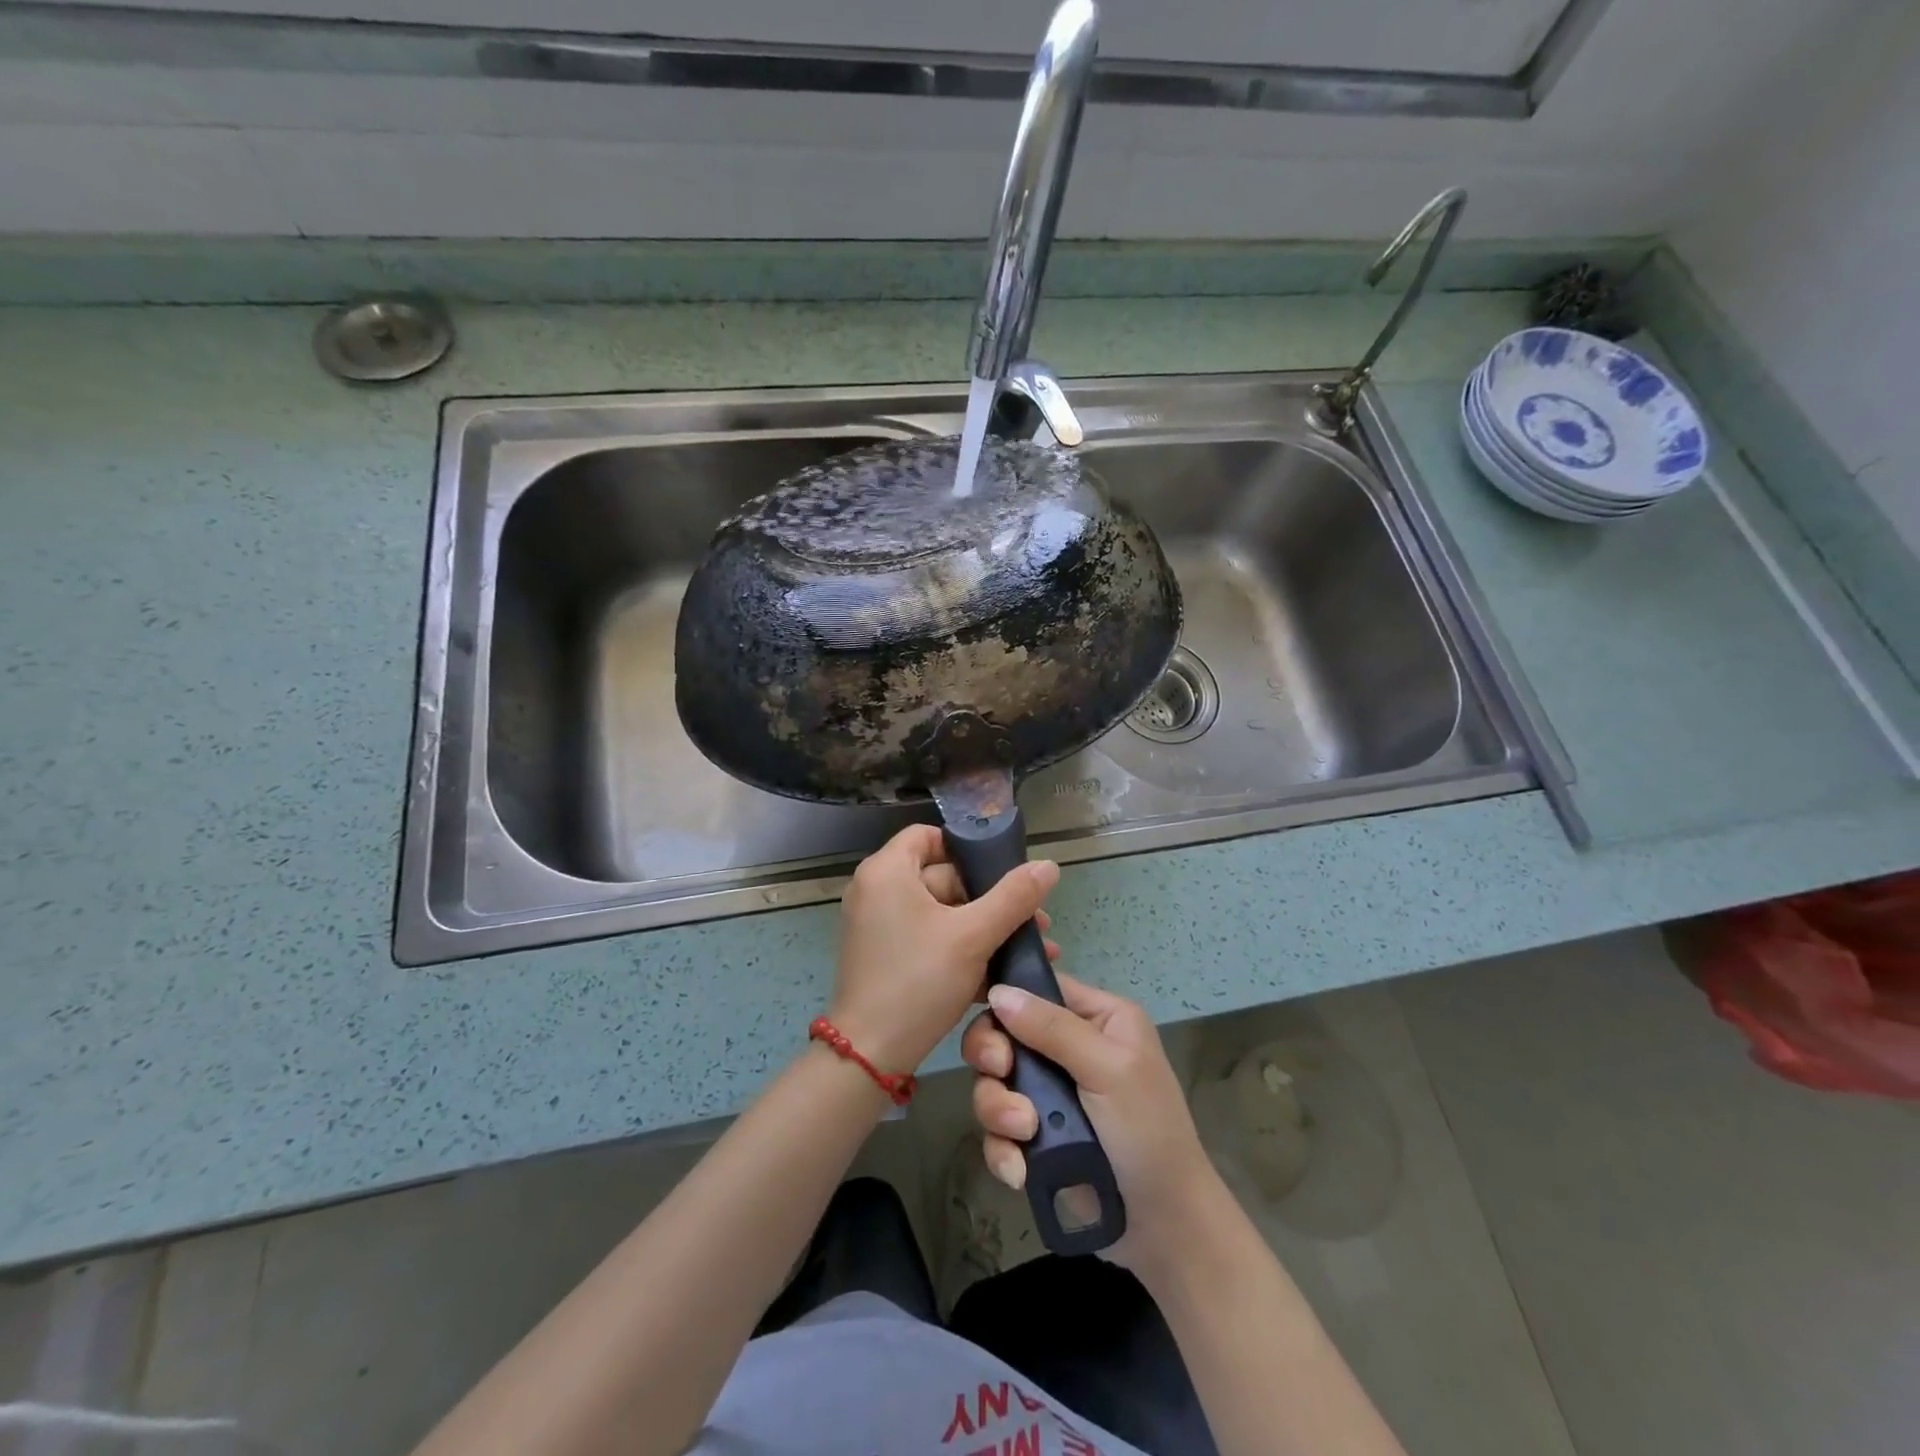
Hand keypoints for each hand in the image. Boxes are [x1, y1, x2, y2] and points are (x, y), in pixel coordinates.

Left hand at [829, 825, 1060, 1074]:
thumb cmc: (918, 980)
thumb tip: (1049, 865)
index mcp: (887, 871)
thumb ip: (1013, 897)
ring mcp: (879, 925)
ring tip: (1030, 949)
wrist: (870, 1055)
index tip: (1004, 873)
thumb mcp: (973, 936)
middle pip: (943, 877)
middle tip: (1036, 922)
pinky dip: (961, 948)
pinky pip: (929, 937)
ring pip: (942, 912)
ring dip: (985, 928)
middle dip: (993, 900)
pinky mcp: (886, 955)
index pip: (930, 836)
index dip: (968, 848)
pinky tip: (1002, 972)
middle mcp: (877, 890)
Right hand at [962, 974, 1218, 1274]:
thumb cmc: (1148, 1132)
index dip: (1008, 1002)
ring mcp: (1051, 1095)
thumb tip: (998, 990)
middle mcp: (1070, 1049)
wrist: (1165, 1228)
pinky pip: (997, 1130)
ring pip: (994, 1083)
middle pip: (1004, 1034)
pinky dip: (1003, 1150)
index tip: (994, 1028)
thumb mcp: (1109, 1069)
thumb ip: (1053, 1028)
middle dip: (994, 1059)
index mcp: (1098, 1018)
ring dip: (999, 1109)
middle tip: (1001, 1073)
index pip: (1039, 989)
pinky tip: (1019, 1170)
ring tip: (1024, 1133)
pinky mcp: (1036, 1138)